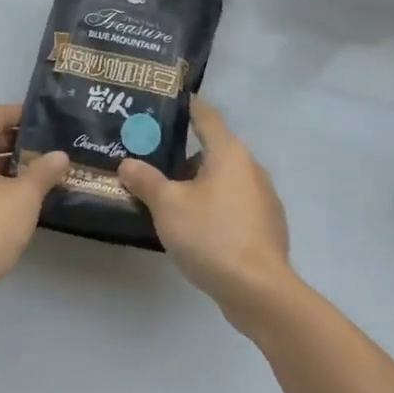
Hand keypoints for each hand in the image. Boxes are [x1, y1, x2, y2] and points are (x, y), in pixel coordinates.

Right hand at [118, 100, 296, 329]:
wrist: (258, 290)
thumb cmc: (211, 236)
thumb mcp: (168, 206)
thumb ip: (145, 180)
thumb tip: (128, 163)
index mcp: (229, 153)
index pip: (206, 116)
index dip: (187, 107)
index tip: (167, 102)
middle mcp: (251, 168)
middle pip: (212, 150)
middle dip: (182, 155)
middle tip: (150, 159)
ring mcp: (263, 199)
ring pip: (222, 180)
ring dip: (197, 184)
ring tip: (166, 196)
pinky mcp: (266, 227)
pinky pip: (232, 205)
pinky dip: (212, 206)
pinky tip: (193, 227)